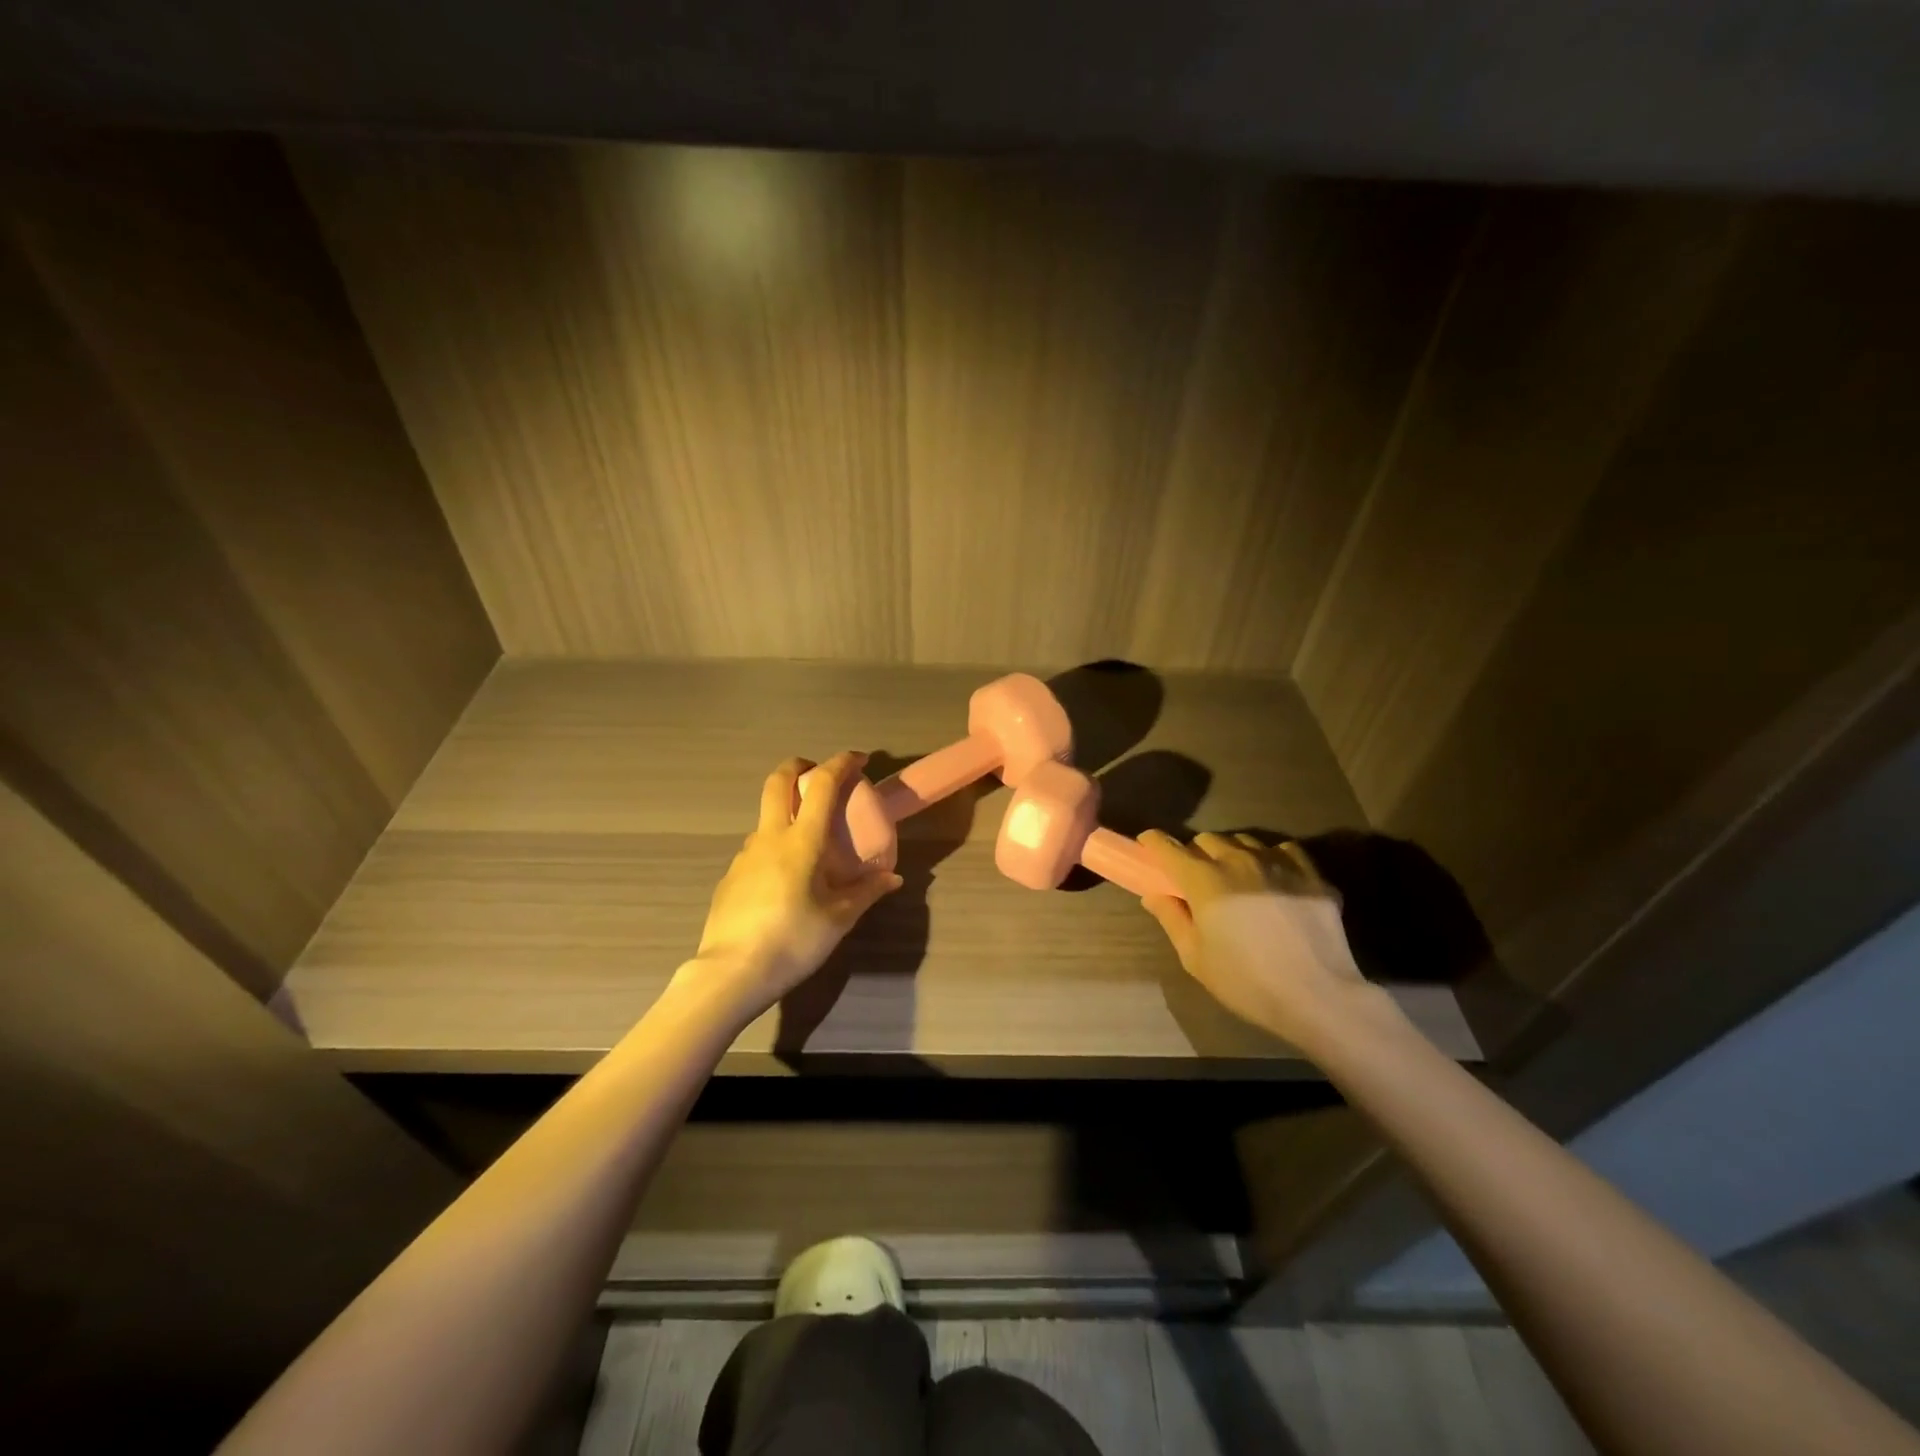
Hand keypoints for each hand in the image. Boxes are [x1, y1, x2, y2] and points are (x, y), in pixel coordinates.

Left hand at [680, 751, 902, 1018]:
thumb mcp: (839, 919)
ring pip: (765, 818)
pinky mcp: (730, 877)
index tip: (858, 759)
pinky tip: (784, 882)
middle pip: (777, 782)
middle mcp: (770, 838)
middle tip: (818, 776)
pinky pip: (756, 850)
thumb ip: (866, 892)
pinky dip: (774, 848)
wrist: (732, 973)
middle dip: (799, 767)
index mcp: (802, 841)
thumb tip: (892, 878)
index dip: (841, 763)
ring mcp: (745, 856)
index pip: (822, 785)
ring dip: (786, 813)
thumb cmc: (794, 940)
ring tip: (807, 844)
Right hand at [1136, 830, 1376, 1050]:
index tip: (1148, 846)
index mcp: (1204, 880)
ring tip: (1237, 878)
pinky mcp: (1312, 875)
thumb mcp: (1195, 958)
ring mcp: (1279, 864)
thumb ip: (1172, 919)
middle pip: (1207, 839)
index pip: (1169, 847)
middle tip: (1197, 878)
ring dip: (1232, 854)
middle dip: (1195, 852)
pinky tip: (1275, 880)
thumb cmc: (1247, 982)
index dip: (1154, 843)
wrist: (1319, 997)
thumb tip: (1154, 894)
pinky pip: (1285, 850)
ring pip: (1245, 841)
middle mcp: (1239, 861)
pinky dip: (1272, 858)